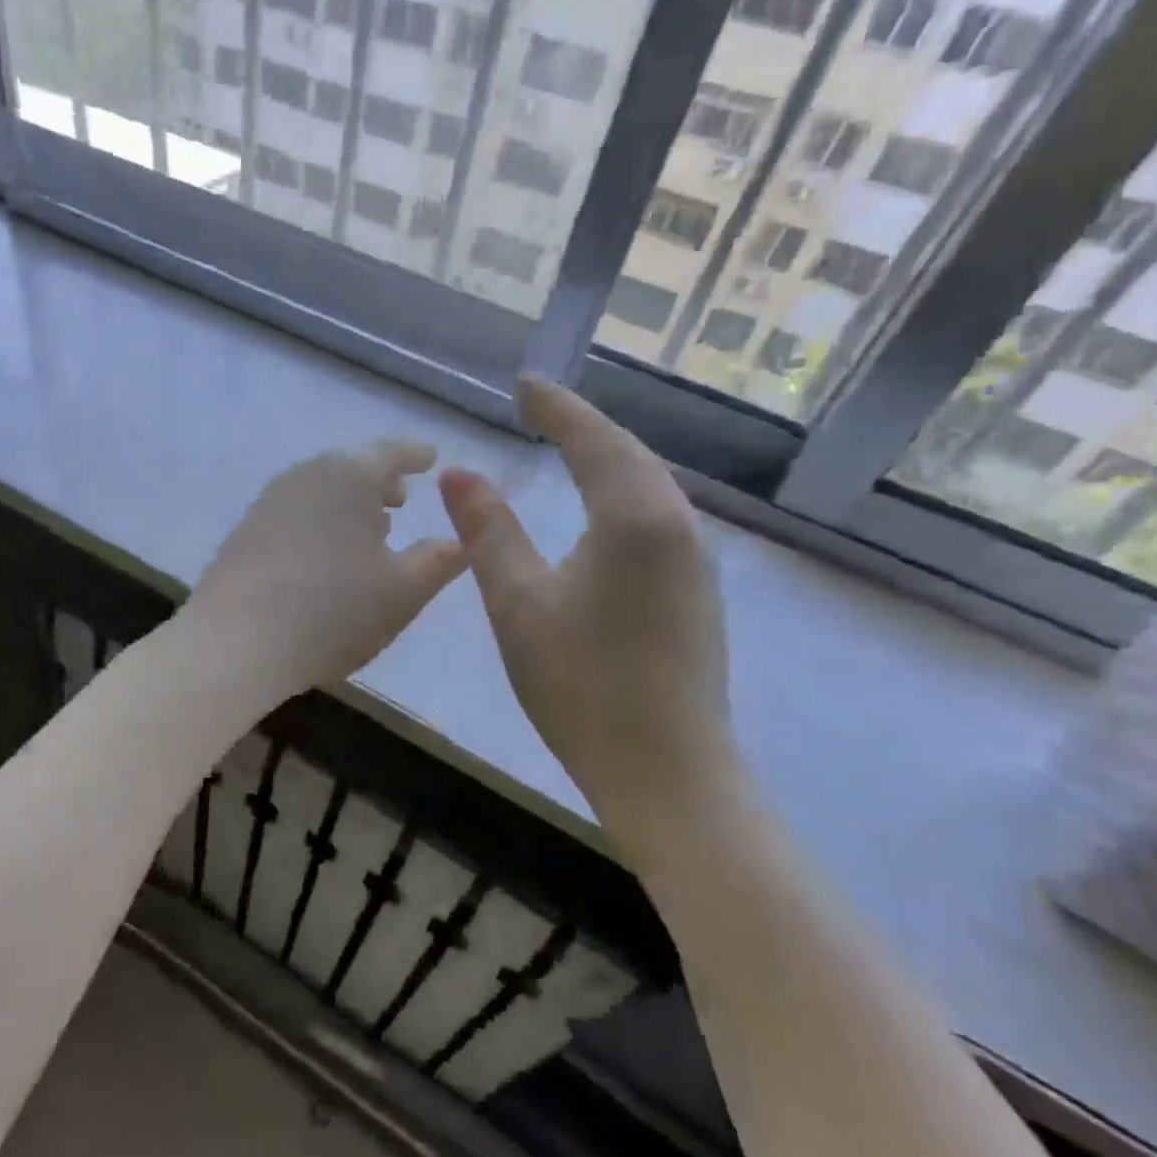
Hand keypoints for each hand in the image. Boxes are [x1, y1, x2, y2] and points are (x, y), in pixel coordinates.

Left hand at [183, 439, 465, 706]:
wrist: (235, 642)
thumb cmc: (333, 610)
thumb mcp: (403, 591)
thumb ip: (438, 560)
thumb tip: (461, 540)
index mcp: (350, 475)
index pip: (392, 451)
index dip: (416, 454)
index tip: (431, 458)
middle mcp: (307, 474)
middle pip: (353, 467)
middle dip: (381, 481)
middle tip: (402, 499)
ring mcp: (270, 501)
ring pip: (322, 489)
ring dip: (350, 503)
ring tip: (369, 529)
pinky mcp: (246, 531)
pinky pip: (297, 511)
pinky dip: (321, 520)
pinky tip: (325, 555)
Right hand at [438, 378, 744, 874]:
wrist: (668, 773)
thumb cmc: (582, 684)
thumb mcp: (517, 601)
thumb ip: (487, 530)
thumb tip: (459, 473)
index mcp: (634, 517)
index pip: (592, 439)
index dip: (556, 407)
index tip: (524, 383)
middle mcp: (677, 524)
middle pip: (630, 454)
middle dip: (584, 424)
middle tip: (540, 406)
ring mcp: (695, 560)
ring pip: (650, 485)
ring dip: (609, 456)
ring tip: (569, 444)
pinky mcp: (697, 590)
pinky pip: (657, 515)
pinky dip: (624, 491)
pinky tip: (604, 507)